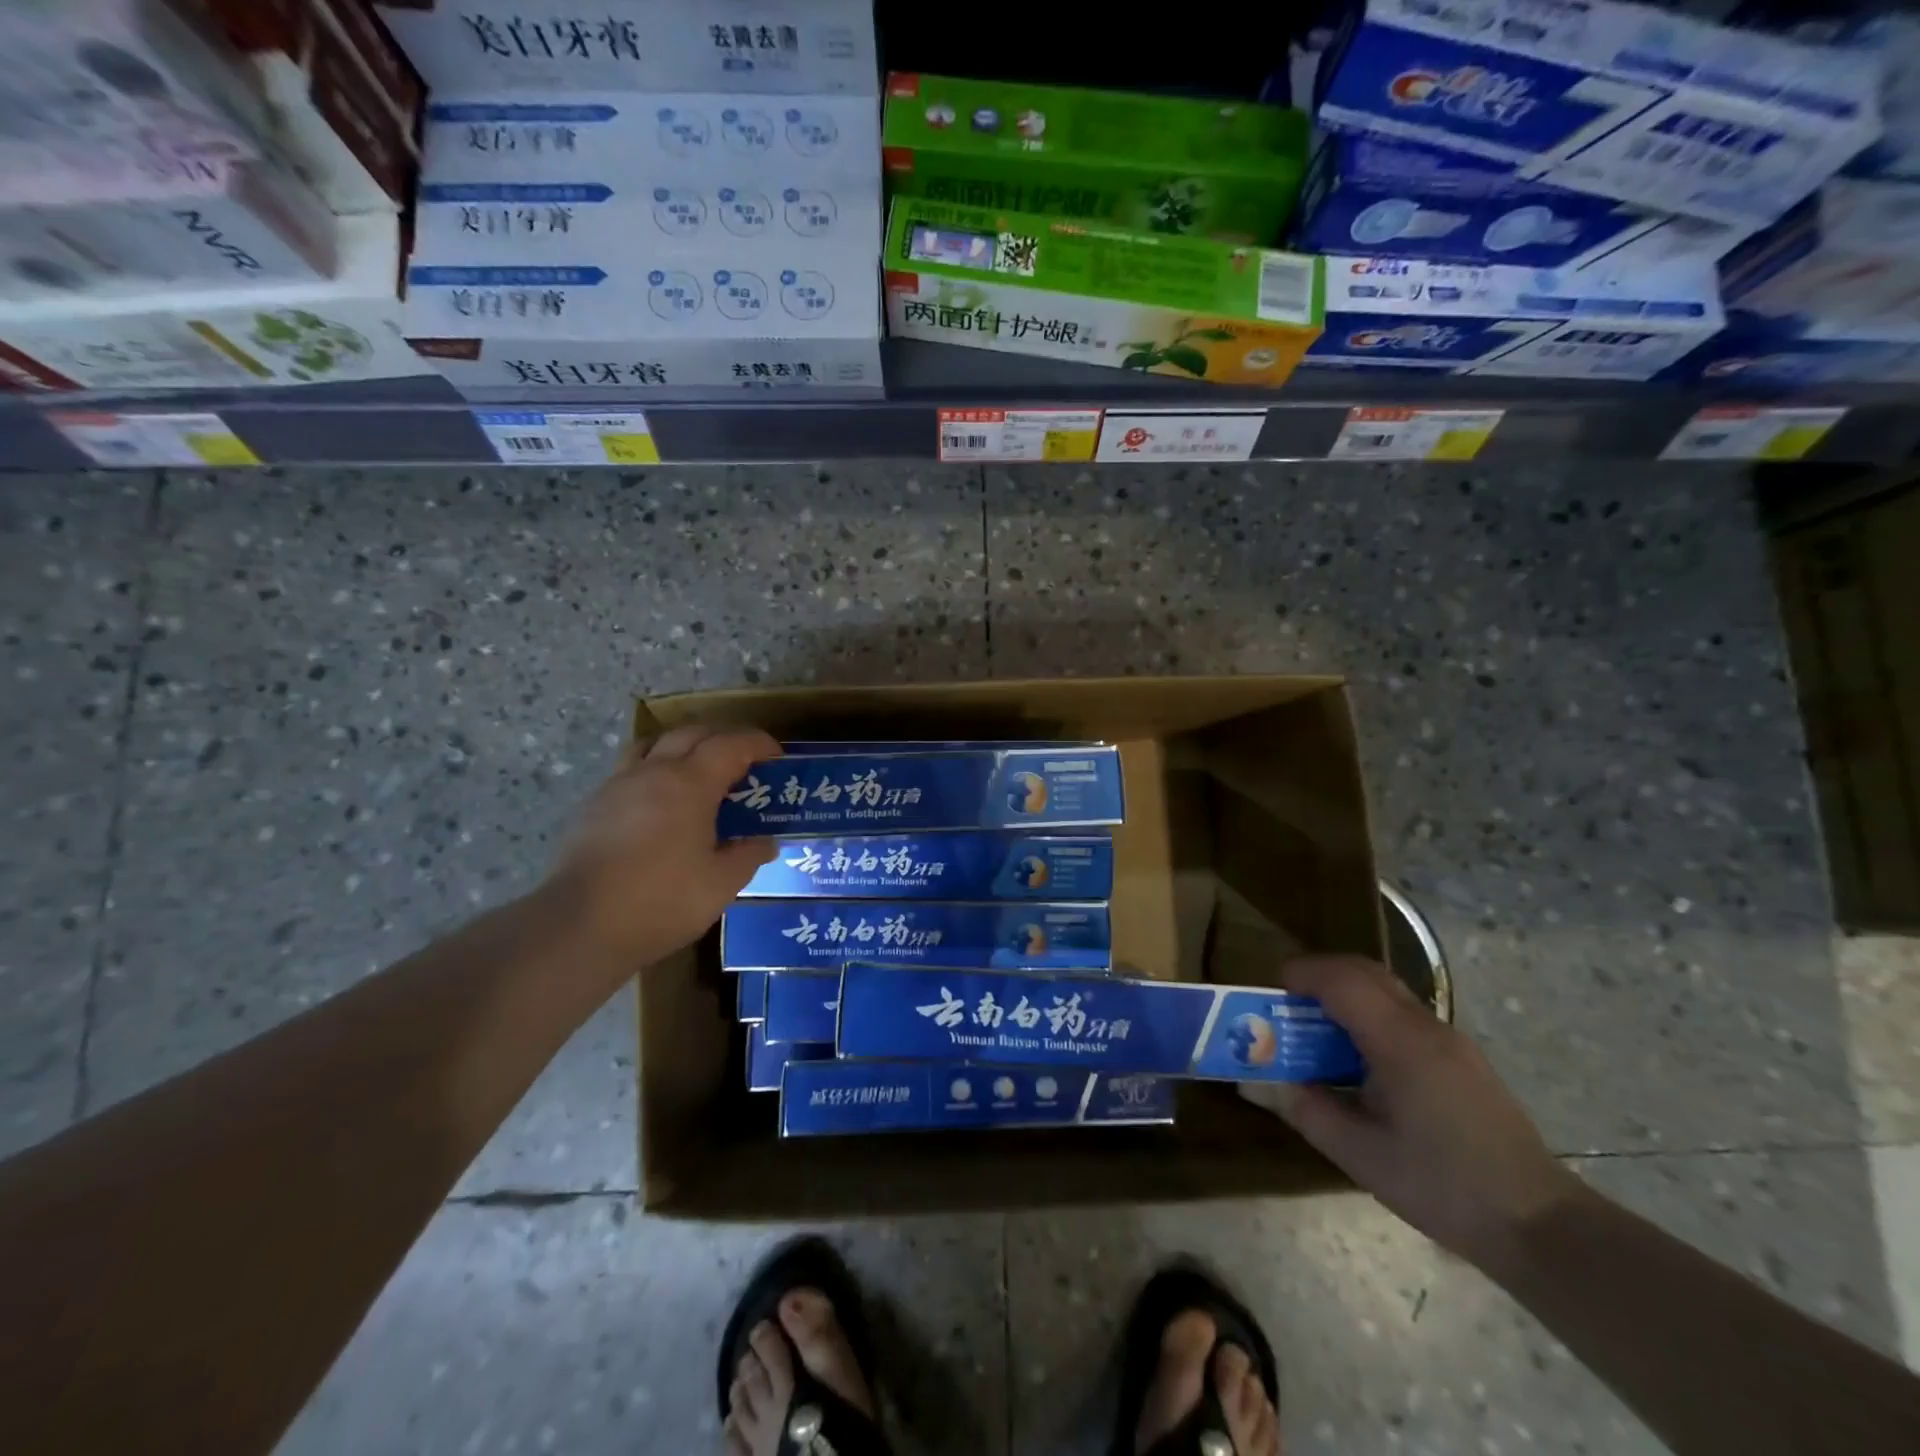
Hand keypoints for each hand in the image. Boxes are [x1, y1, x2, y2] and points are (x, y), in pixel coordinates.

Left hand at [546, 725, 780, 966]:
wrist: (580, 925)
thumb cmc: (661, 901)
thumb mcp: (721, 884)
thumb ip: (748, 856)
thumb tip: (765, 841)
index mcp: (690, 783)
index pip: (731, 744)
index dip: (758, 744)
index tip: (776, 756)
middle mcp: (654, 772)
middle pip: (692, 733)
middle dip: (723, 739)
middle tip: (743, 763)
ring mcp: (618, 785)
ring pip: (655, 745)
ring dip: (683, 747)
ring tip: (697, 773)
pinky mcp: (594, 805)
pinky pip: (631, 770)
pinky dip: (654, 771)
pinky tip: (660, 804)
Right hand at [1264, 955, 1581, 1265]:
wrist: (1541, 1226)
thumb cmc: (1443, 1187)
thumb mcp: (1360, 1154)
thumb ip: (1303, 1109)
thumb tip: (1252, 1082)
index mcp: (1400, 1042)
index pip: (1341, 979)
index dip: (1301, 973)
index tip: (1269, 990)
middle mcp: (1426, 1026)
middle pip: (1364, 971)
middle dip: (1318, 975)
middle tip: (1285, 1003)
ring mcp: (1449, 1040)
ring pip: (1386, 990)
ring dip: (1344, 994)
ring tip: (1314, 1031)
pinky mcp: (1461, 1058)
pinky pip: (1403, 1014)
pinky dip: (1368, 1014)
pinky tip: (1358, 1060)